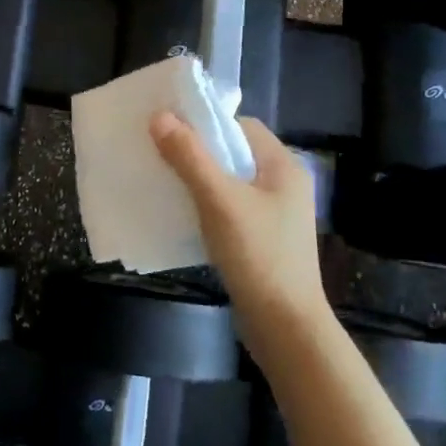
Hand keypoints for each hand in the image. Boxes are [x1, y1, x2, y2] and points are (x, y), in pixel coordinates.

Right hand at [151, 111, 330, 350]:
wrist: (286, 329)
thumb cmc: (258, 256)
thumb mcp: (219, 201)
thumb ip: (190, 157)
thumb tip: (159, 116)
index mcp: (284, 166)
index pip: (241, 126)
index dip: (206, 122)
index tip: (169, 126)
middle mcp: (283, 185)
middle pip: (234, 152)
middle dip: (197, 150)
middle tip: (159, 150)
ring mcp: (275, 215)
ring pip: (229, 182)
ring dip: (198, 179)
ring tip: (163, 178)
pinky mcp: (263, 240)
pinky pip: (229, 209)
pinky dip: (206, 205)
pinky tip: (181, 214)